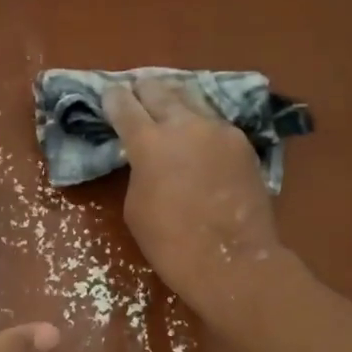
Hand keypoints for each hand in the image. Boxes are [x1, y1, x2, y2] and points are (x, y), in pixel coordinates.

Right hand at [102, 77, 285, 324]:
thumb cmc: (171, 243)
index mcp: (149, 142)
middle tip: (136, 91)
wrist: (232, 261)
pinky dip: (199, 124)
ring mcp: (219, 130)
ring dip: (174, 101)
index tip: (108, 95)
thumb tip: (148, 157)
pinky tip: (195, 134)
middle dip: (143, 90)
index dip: (113, 98)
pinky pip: (214, 123)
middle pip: (159, 90)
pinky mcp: (242, 143)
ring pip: (191, 100)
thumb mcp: (136, 206)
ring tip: (166, 103)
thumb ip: (139, 169)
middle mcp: (185, 124)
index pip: (124, 105)